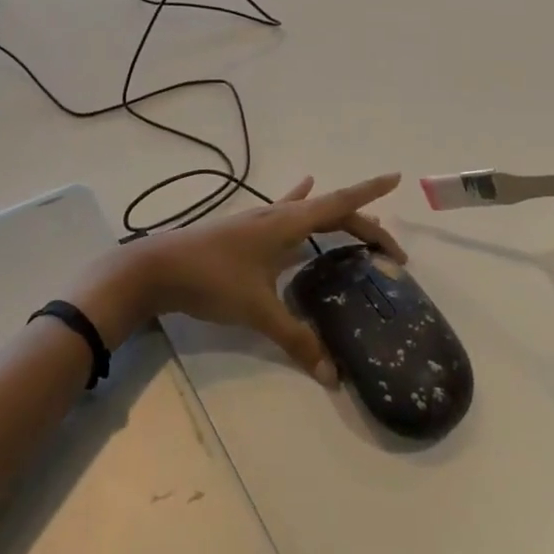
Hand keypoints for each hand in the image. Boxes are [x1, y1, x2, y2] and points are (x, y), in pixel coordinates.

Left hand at [69, 174, 403, 385]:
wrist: (157, 268)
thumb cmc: (212, 280)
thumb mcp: (257, 311)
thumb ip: (296, 339)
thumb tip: (331, 374)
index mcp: (287, 223)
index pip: (339, 204)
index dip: (369, 192)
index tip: (396, 178)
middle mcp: (277, 214)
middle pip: (330, 211)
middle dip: (363, 226)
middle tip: (390, 252)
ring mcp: (259, 219)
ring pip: (308, 211)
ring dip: (335, 216)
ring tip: (359, 223)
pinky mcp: (245, 230)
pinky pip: (283, 211)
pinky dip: (299, 201)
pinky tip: (300, 187)